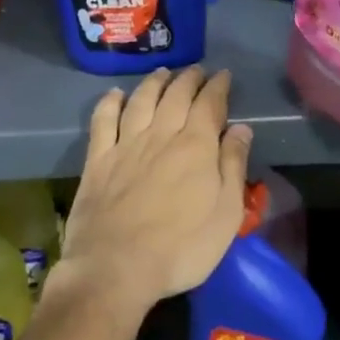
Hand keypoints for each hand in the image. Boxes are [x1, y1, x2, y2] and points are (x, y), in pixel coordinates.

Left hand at [54, 66, 252, 324]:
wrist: (115, 268)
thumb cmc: (181, 249)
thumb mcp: (226, 215)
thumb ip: (233, 167)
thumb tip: (241, 128)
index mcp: (195, 146)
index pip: (210, 104)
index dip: (218, 87)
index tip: (224, 75)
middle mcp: (161, 135)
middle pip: (176, 96)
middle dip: (189, 79)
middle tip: (197, 70)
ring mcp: (126, 145)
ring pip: (141, 100)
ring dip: (154, 83)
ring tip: (163, 73)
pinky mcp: (98, 160)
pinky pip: (103, 121)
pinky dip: (110, 102)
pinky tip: (115, 94)